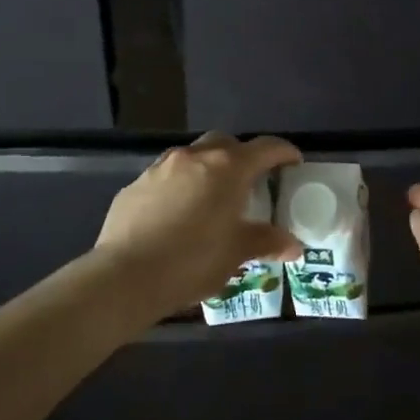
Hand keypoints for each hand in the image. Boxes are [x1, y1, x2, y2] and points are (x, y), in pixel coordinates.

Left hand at [93, 132, 303, 318]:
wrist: (125, 276)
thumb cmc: (193, 261)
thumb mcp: (237, 253)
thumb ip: (267, 241)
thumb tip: (293, 245)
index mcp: (228, 168)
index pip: (265, 148)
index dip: (284, 153)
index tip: (294, 163)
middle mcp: (195, 157)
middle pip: (226, 143)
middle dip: (241, 156)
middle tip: (249, 182)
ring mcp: (161, 168)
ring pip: (192, 157)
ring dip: (207, 169)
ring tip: (210, 199)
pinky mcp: (135, 185)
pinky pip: (166, 177)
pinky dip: (179, 187)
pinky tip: (176, 215)